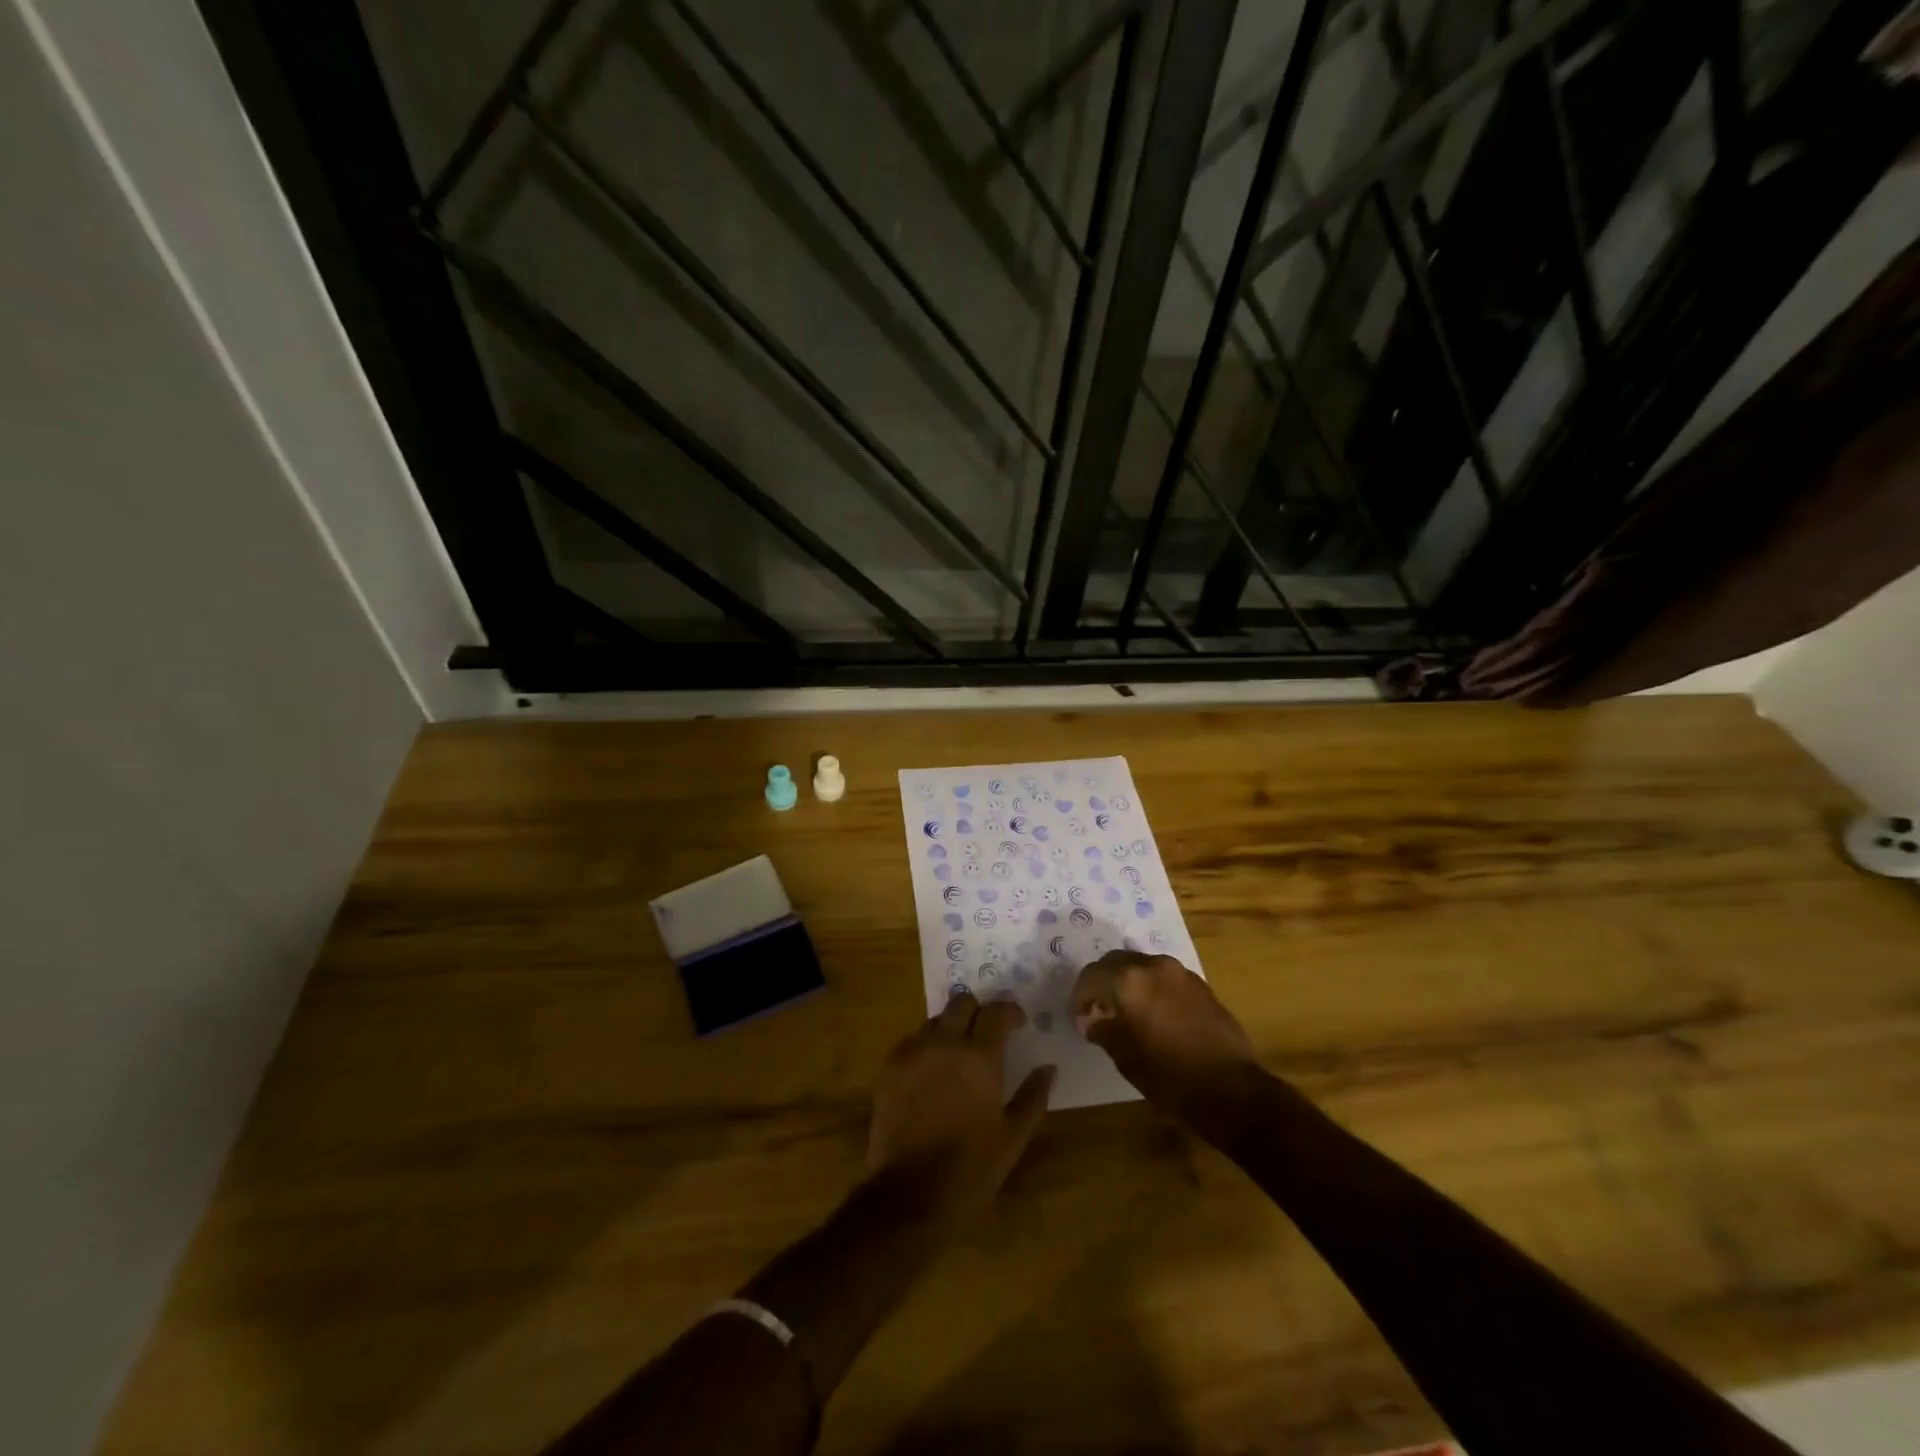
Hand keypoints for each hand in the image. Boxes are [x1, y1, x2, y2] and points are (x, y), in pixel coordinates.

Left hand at [867, 992, 1055, 1222]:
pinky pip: (912, 1042)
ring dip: (951, 1027)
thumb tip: (1048, 1068)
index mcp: (979, 1056)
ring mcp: (913, 1053)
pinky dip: (927, 1046)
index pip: (996, 1012)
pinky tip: (932, 1071)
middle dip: (978, 1011)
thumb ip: (1033, 1096)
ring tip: (958, 1053)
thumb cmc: (971, 1169)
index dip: (1009, 1012)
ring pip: (935, 1020)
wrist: (910, 1196)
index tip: (1018, 1024)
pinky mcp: (890, 1068)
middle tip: (986, 1033)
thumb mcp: (1013, 1138)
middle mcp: (944, 1043)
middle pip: (961, 1002)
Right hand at [1071, 951, 1261, 1132]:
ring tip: (1125, 1012)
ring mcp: (1181, 973)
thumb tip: (1090, 1019)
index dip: (1080, 996)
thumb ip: (1102, 1029)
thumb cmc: (1169, 1075)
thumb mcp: (1124, 1056)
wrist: (1231, 1090)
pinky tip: (1153, 1015)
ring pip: (1142, 967)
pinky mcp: (1201, 985)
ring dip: (1128, 983)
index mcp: (1129, 979)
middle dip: (1102, 983)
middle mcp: (1153, 965)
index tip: (1078, 1017)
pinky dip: (1151, 988)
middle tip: (1097, 1010)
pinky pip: (1164, 978)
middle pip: (1116, 962)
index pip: (1091, 976)